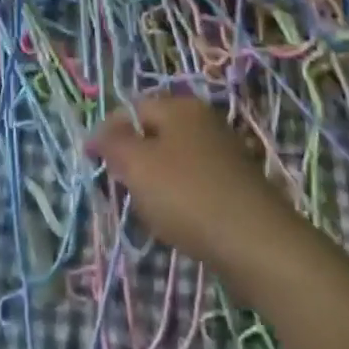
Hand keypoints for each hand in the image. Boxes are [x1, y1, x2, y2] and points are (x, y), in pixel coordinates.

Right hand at [87, 94, 311, 294]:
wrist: (257, 243)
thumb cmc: (188, 195)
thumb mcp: (137, 165)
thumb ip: (113, 144)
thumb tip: (98, 134)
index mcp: (179, 106)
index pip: (131, 108)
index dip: (107, 133)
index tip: (91, 163)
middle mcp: (203, 120)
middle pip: (154, 133)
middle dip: (132, 159)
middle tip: (120, 190)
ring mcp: (224, 151)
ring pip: (174, 159)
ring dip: (156, 181)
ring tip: (149, 211)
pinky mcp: (236, 183)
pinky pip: (195, 182)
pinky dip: (181, 198)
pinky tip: (180, 222)